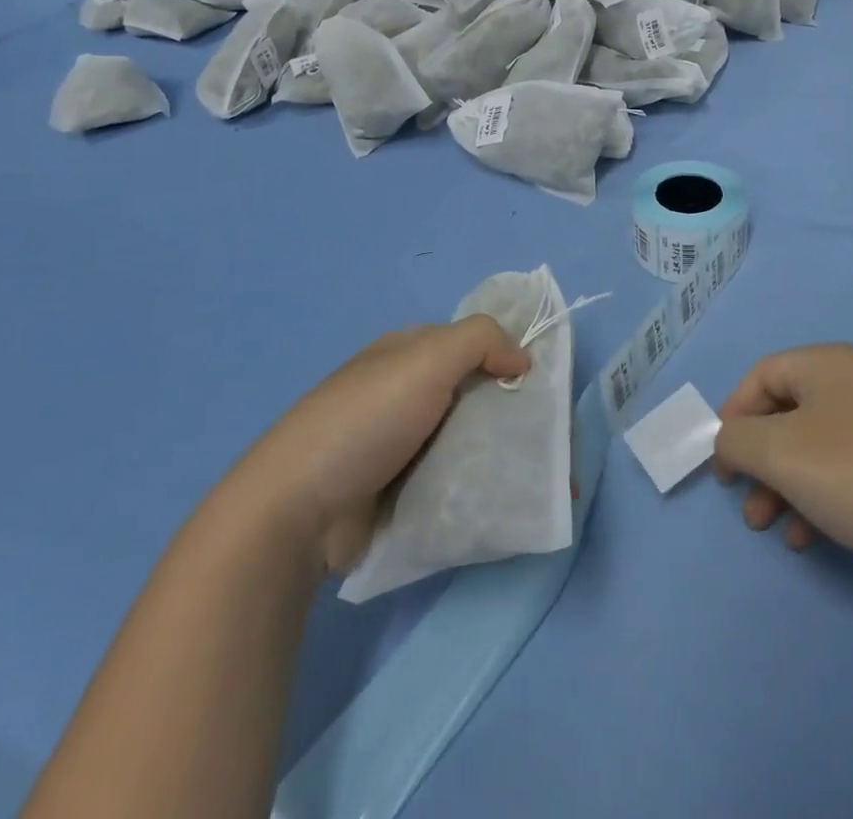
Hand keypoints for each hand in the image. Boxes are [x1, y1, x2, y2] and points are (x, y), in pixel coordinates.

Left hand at [231, 316, 529, 573]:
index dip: (510, 356)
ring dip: (504, 454)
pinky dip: (482, 486)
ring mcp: (404, 445)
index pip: (472, 343)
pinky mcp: (403, 491)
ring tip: (546, 478)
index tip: (546, 385)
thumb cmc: (365, 420)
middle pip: (476, 393)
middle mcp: (408, 392)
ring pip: (470, 439)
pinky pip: (456, 479)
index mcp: (409, 353)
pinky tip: (514, 500)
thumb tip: (522, 357)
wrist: (298, 511)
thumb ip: (480, 340)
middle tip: (554, 440)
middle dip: (514, 412)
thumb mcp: (425, 359)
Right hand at [713, 343, 852, 577]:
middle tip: (744, 500)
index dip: (733, 414)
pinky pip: (843, 472)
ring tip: (769, 527)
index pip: (762, 374)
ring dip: (782, 486)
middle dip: (758, 459)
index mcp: (828, 363)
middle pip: (786, 413)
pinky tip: (809, 539)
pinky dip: (817, 499)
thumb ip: (735, 440)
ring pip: (812, 448)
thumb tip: (730, 442)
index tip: (722, 461)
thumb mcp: (778, 453)